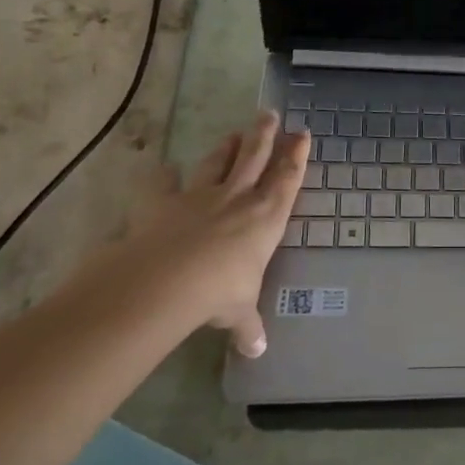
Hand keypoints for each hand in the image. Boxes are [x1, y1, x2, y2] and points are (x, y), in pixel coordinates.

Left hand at [70, 112, 307, 356]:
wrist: (167, 281)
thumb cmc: (220, 292)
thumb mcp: (240, 312)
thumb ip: (248, 327)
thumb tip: (257, 350)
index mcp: (266, 218)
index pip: (287, 179)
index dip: (296, 156)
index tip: (302, 133)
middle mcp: (238, 198)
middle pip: (255, 157)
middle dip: (264, 134)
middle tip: (269, 113)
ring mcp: (200, 196)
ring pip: (217, 162)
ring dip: (227, 147)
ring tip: (234, 133)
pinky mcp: (163, 203)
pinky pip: (162, 184)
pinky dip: (162, 175)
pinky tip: (162, 167)